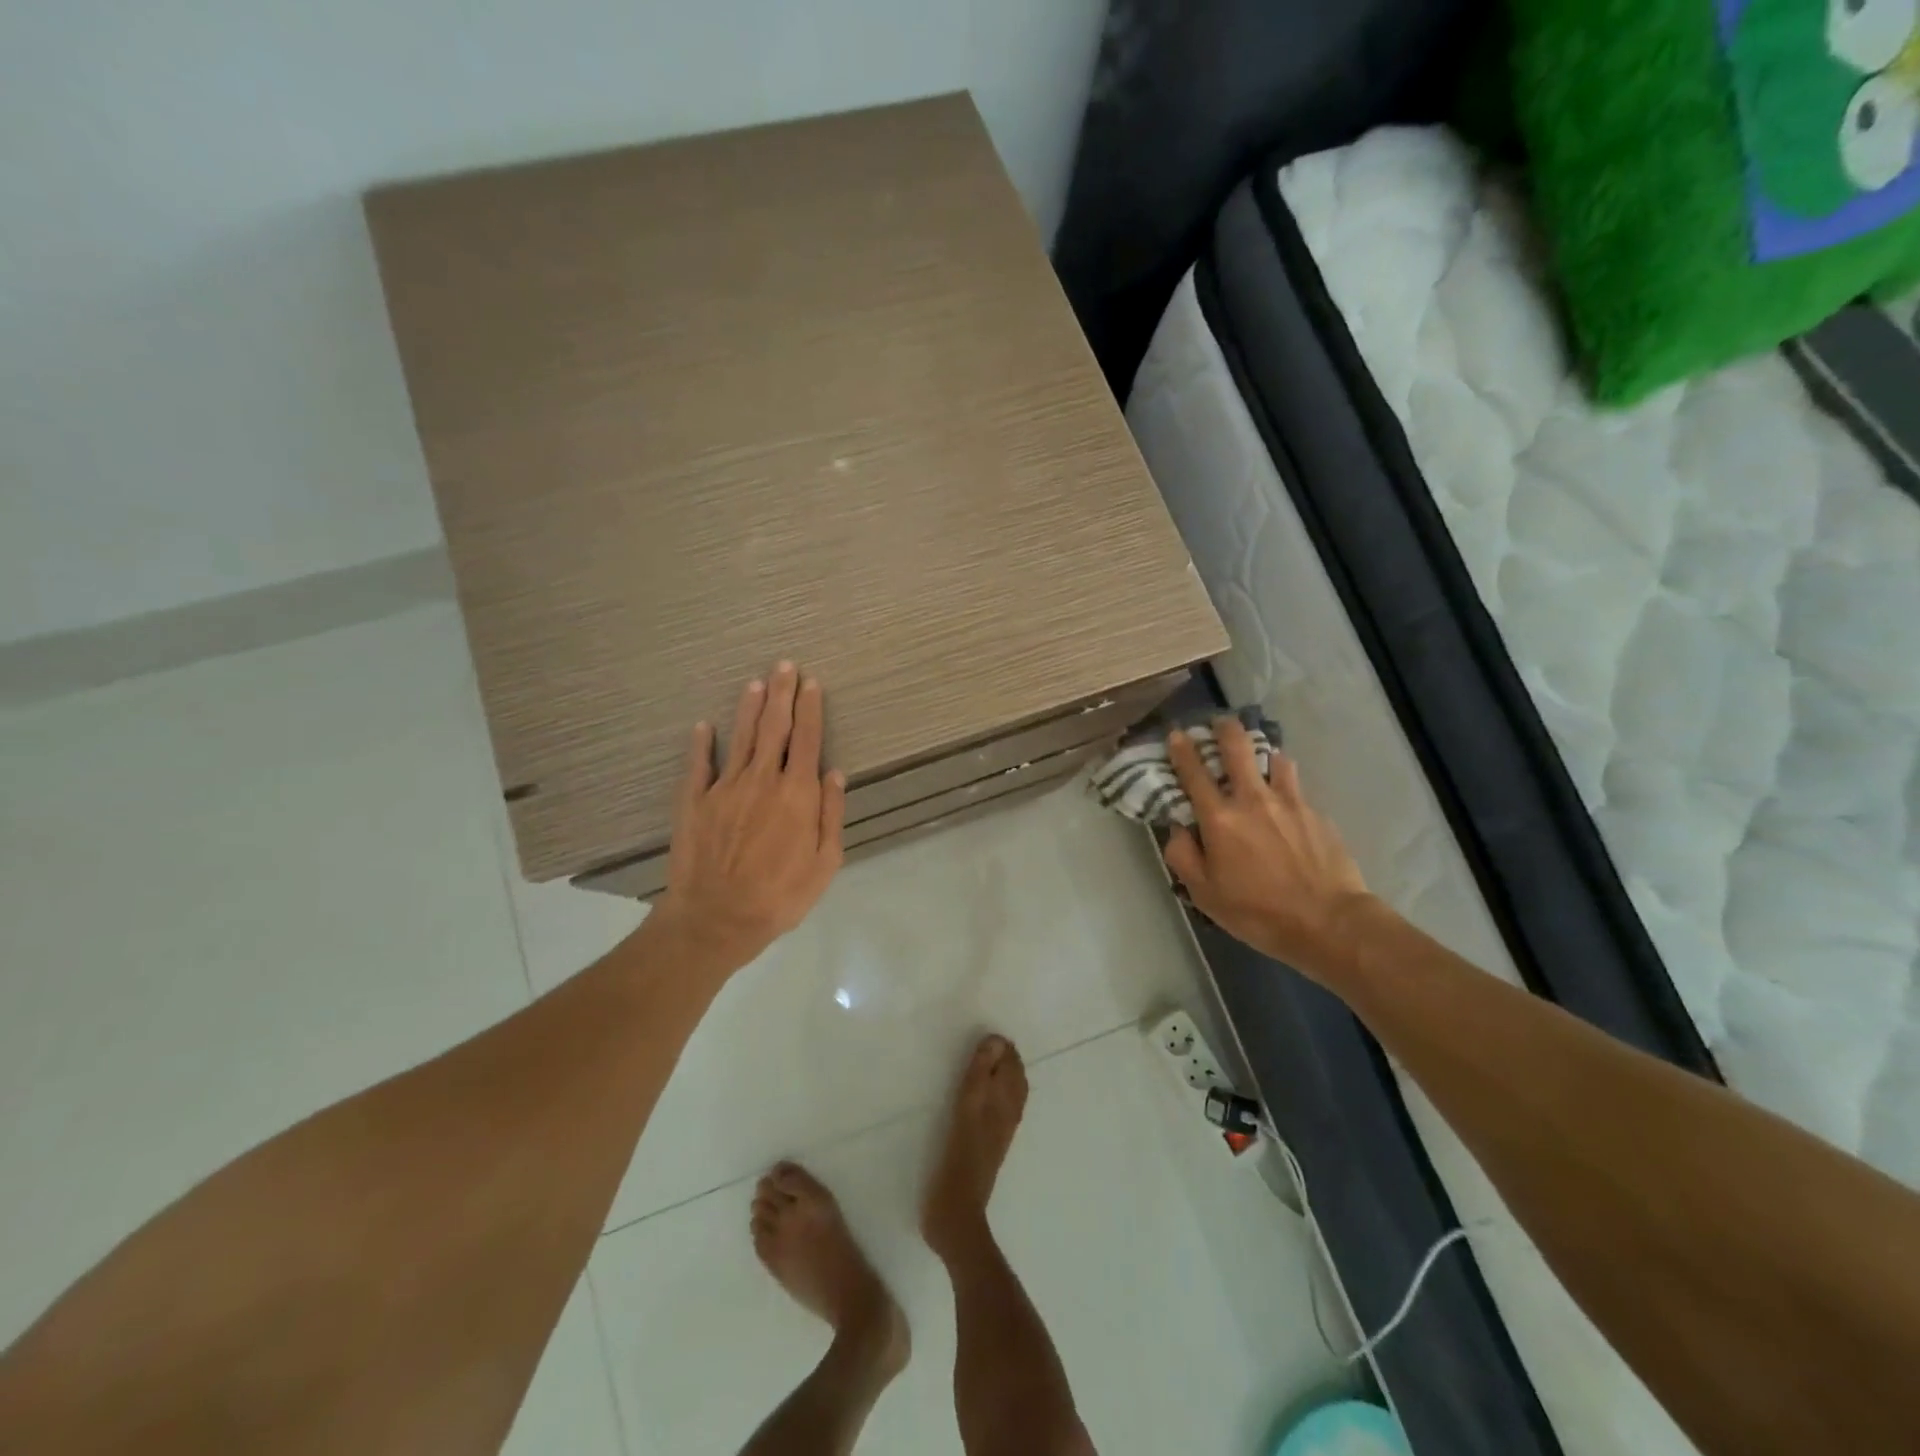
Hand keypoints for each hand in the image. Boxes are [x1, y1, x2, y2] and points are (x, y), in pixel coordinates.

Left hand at [654, 663, 846, 969]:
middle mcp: (762, 780)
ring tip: (756, 683)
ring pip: (740, 736)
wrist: (716, 919)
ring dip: (750, 707)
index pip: (807, 739)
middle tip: (785, 666)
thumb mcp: (824, 863)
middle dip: (782, 693)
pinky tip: (704, 726)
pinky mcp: (694, 800)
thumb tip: (834, 772)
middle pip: (774, 727)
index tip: (812, 683)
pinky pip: (698, 764)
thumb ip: (830, 813)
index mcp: (796, 794)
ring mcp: (724, 787)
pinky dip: (701, 743)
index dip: (811, 709)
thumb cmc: (780, 896)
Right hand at [1161, 720, 1372, 979]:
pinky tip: (1287, 808)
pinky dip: (1286, 788)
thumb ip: (1183, 856)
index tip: (1176, 733)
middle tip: (1219, 722)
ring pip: (1274, 759)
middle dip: (1224, 728)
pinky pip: (1296, 789)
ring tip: (1259, 761)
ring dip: (1262, 754)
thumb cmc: (1258, 912)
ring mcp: (1290, 802)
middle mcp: (1253, 799)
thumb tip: (1179, 830)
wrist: (1330, 923)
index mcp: (1220, 818)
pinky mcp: (1317, 814)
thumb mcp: (1205, 894)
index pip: (1194, 772)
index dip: (1182, 749)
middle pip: (1237, 747)